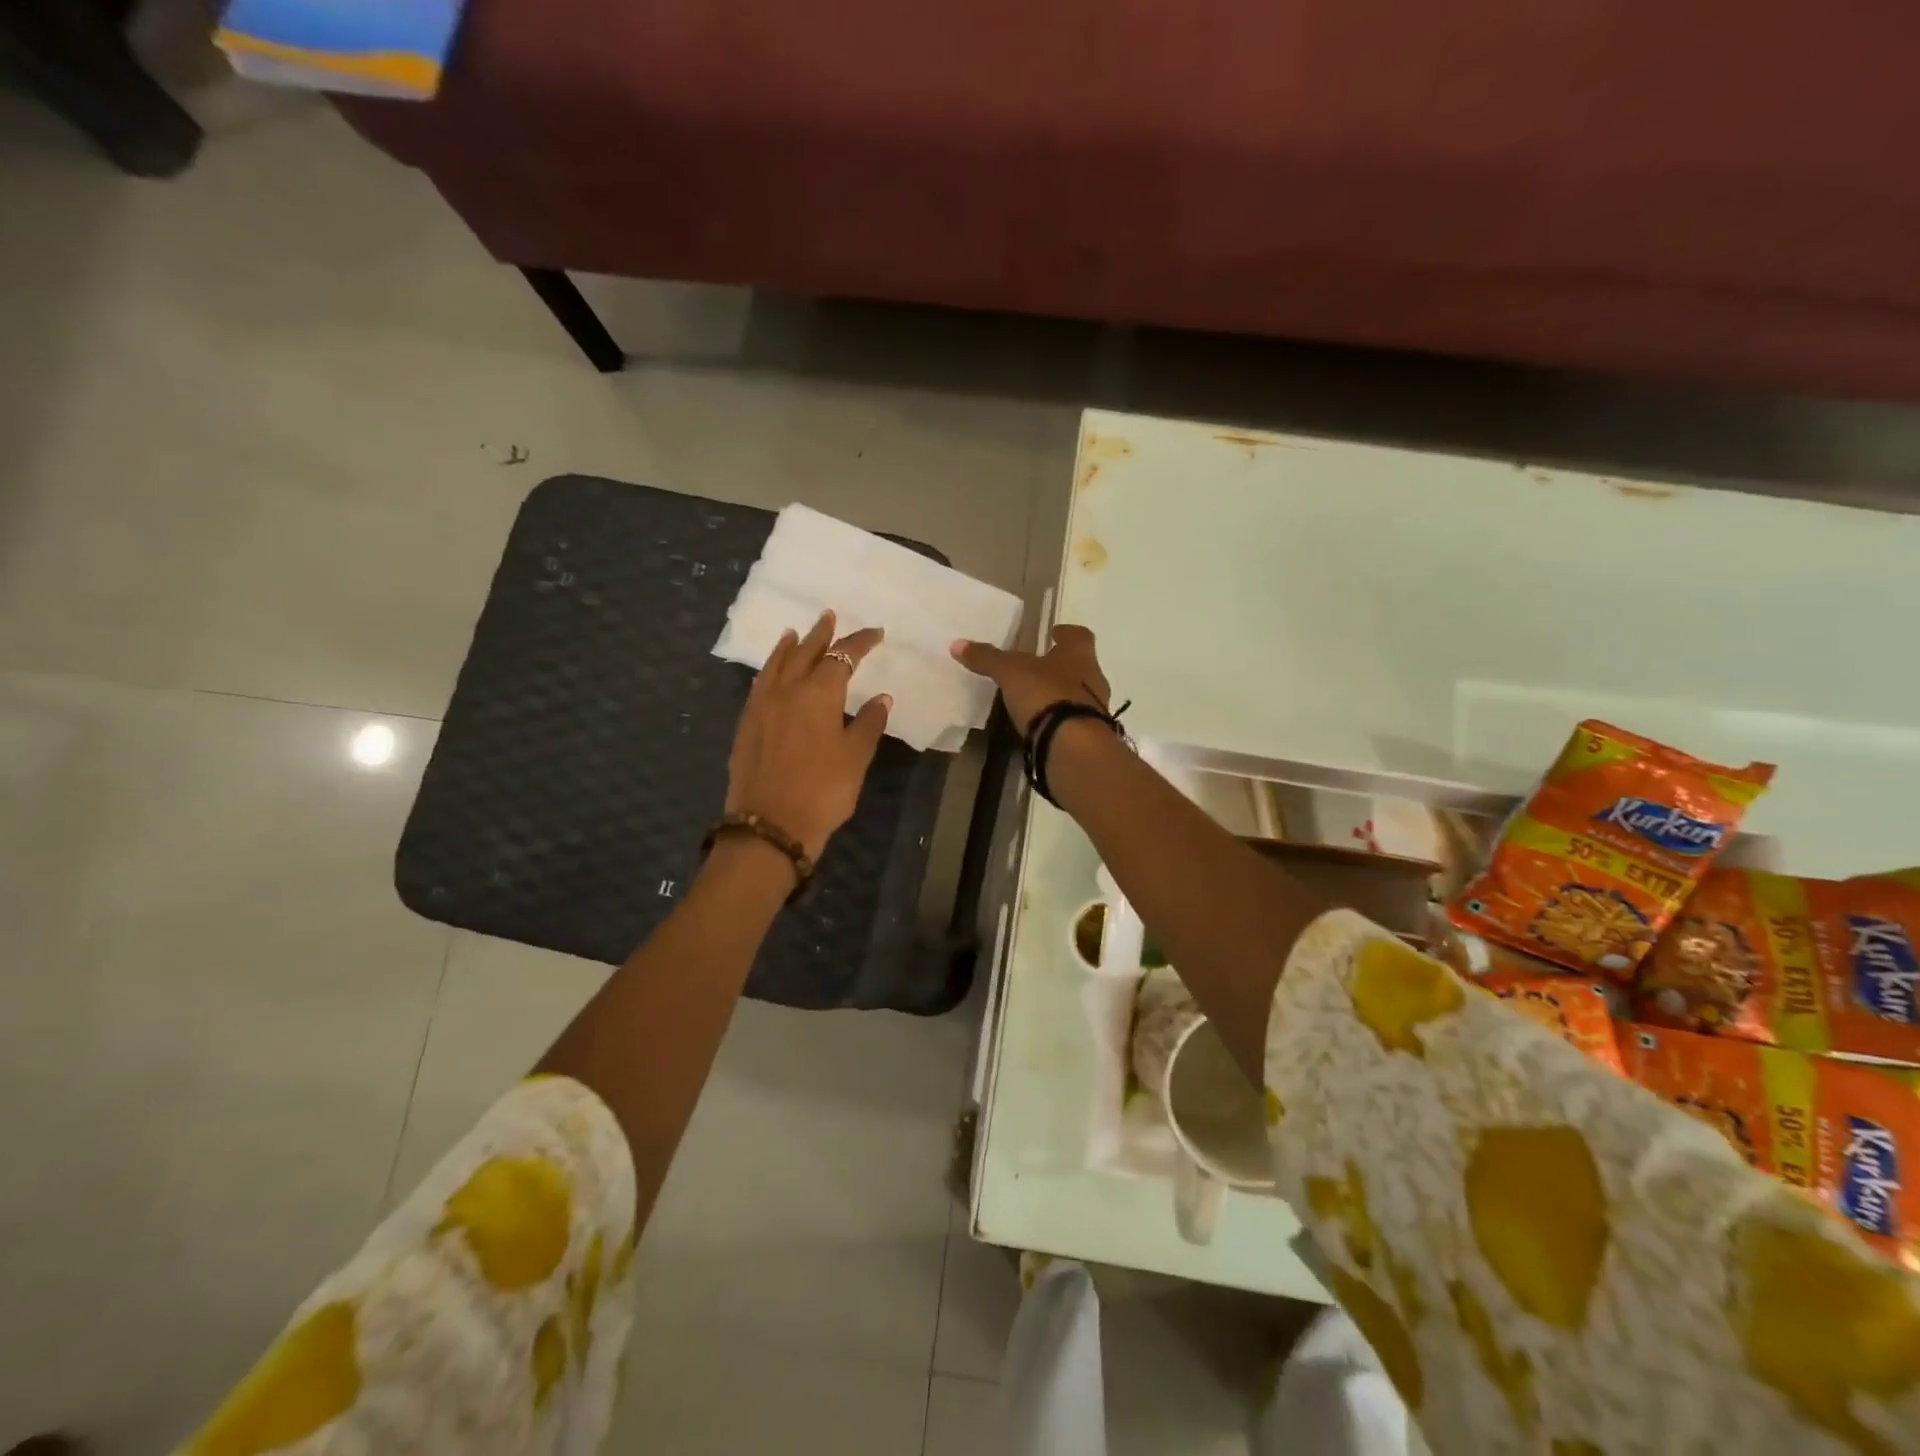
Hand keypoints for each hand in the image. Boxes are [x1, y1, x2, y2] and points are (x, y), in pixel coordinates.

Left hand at [727, 610, 890, 861]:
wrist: (769, 825)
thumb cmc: (822, 790)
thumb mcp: (855, 757)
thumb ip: (868, 723)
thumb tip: (881, 697)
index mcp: (818, 694)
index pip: (842, 657)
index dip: (860, 643)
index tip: (876, 634)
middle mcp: (786, 690)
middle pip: (805, 652)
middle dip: (821, 633)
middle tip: (829, 616)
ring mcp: (761, 706)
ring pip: (776, 664)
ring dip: (789, 646)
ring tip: (795, 633)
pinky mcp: (746, 724)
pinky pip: (760, 683)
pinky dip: (771, 668)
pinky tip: (773, 673)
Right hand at [949, 623, 1110, 734]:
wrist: (1073, 747)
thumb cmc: (1046, 695)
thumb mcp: (1010, 673)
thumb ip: (987, 658)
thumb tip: (957, 644)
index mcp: (1080, 655)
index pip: (1079, 635)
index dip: (1066, 633)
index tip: (1054, 633)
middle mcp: (1094, 678)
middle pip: (1080, 666)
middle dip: (1061, 666)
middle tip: (1038, 668)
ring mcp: (1094, 710)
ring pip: (1078, 695)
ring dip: (1061, 695)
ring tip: (1036, 699)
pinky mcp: (1089, 737)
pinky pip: (1073, 722)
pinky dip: (1059, 720)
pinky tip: (1041, 725)